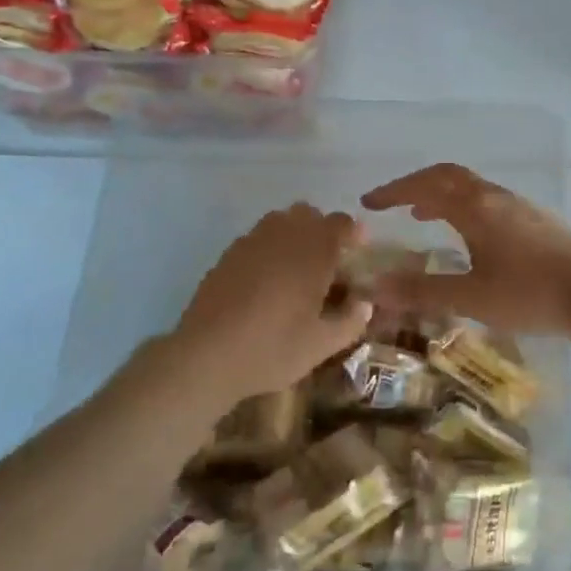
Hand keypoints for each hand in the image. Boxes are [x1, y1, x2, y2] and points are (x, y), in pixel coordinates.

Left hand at [169, 204, 371, 403]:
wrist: (205, 356)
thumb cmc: (272, 348)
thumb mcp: (322, 345)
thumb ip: (350, 321)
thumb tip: (364, 304)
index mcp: (312, 251)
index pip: (340, 223)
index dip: (353, 232)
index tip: (358, 250)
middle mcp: (283, 236)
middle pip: (308, 214)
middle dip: (322, 230)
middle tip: (328, 262)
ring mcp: (250, 242)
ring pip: (279, 221)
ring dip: (294, 235)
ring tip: (296, 269)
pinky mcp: (226, 256)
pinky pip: (256, 239)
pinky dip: (268, 249)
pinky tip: (265, 282)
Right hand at [359, 164, 570, 334]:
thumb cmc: (530, 294)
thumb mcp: (471, 297)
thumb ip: (423, 291)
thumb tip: (375, 288)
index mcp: (475, 209)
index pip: (426, 186)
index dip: (394, 191)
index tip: (368, 202)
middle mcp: (496, 198)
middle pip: (450, 177)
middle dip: (417, 186)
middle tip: (395, 205)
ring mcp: (520, 207)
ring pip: (473, 189)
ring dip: (443, 196)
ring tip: (425, 217)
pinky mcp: (538, 222)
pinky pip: (490, 202)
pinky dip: (466, 208)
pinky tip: (471, 237)